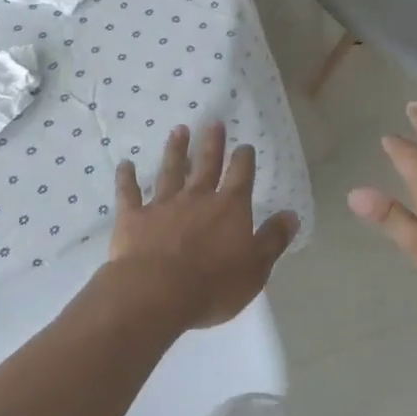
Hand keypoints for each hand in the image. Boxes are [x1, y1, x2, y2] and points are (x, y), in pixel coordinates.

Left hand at [108, 123, 299, 330]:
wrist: (156, 292)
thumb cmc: (213, 284)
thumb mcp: (255, 267)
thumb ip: (273, 239)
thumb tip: (291, 215)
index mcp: (229, 208)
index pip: (240, 176)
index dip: (244, 159)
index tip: (245, 146)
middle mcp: (197, 198)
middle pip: (207, 165)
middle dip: (212, 144)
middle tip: (214, 123)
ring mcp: (163, 205)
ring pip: (171, 171)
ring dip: (175, 150)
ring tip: (178, 130)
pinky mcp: (134, 217)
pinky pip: (129, 193)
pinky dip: (126, 178)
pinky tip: (125, 164)